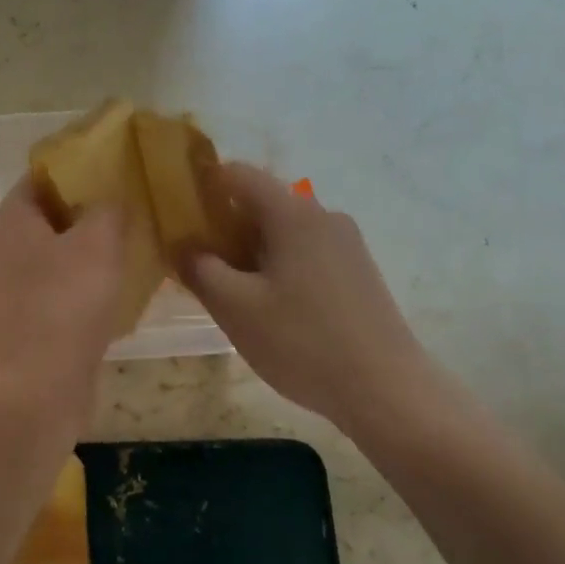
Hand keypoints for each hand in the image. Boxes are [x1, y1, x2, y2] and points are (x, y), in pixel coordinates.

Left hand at [0, 178, 124, 443]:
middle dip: (94, 204)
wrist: (38, 391)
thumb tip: (113, 195)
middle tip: (138, 198)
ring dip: (97, 244)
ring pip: (63, 250)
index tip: (122, 160)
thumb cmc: (65, 306)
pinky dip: (92, 278)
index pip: (45, 173)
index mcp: (14, 219)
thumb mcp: (97, 243)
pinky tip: (126, 280)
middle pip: (55, 212)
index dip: (82, 162)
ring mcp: (19, 286)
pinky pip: (66, 285)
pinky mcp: (34, 318)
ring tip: (140, 234)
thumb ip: (108, 207)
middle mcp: (9, 248)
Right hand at [183, 164, 459, 437]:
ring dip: (251, 251)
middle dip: (225, 226)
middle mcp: (324, 217)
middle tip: (197, 264)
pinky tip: (270, 308)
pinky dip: (279, 266)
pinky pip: (307, 254)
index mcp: (293, 214)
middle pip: (263, 203)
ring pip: (285, 232)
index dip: (204, 186)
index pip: (240, 175)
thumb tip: (182, 244)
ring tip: (230, 292)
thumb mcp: (235, 308)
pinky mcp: (358, 273)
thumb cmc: (302, 342)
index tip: (179, 214)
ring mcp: (347, 245)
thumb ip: (200, 269)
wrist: (386, 389)